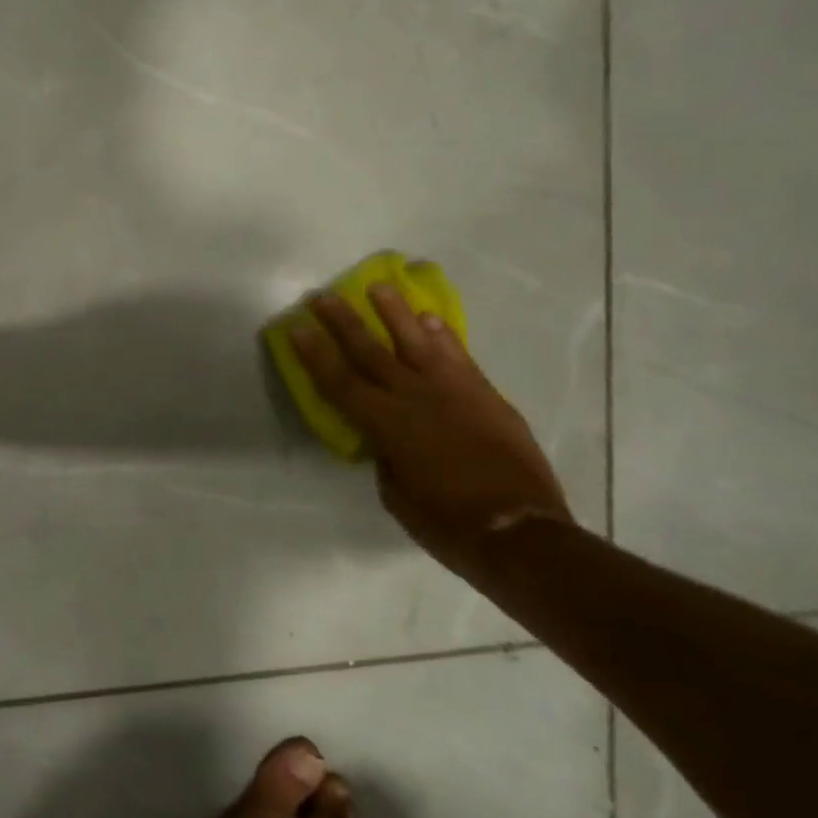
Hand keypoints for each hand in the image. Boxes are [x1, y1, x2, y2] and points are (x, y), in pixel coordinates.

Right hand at [287, 285, 569, 572]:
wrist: (520, 531)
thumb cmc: (447, 523)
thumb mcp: (397, 496)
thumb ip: (386, 458)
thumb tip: (387, 441)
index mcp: (387, 426)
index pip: (340, 382)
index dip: (315, 355)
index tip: (297, 328)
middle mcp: (416, 398)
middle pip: (371, 352)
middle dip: (343, 322)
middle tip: (323, 295)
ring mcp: (454, 392)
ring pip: (417, 342)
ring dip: (395, 313)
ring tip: (379, 286)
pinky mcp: (485, 396)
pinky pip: (459, 357)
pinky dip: (442, 336)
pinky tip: (430, 319)